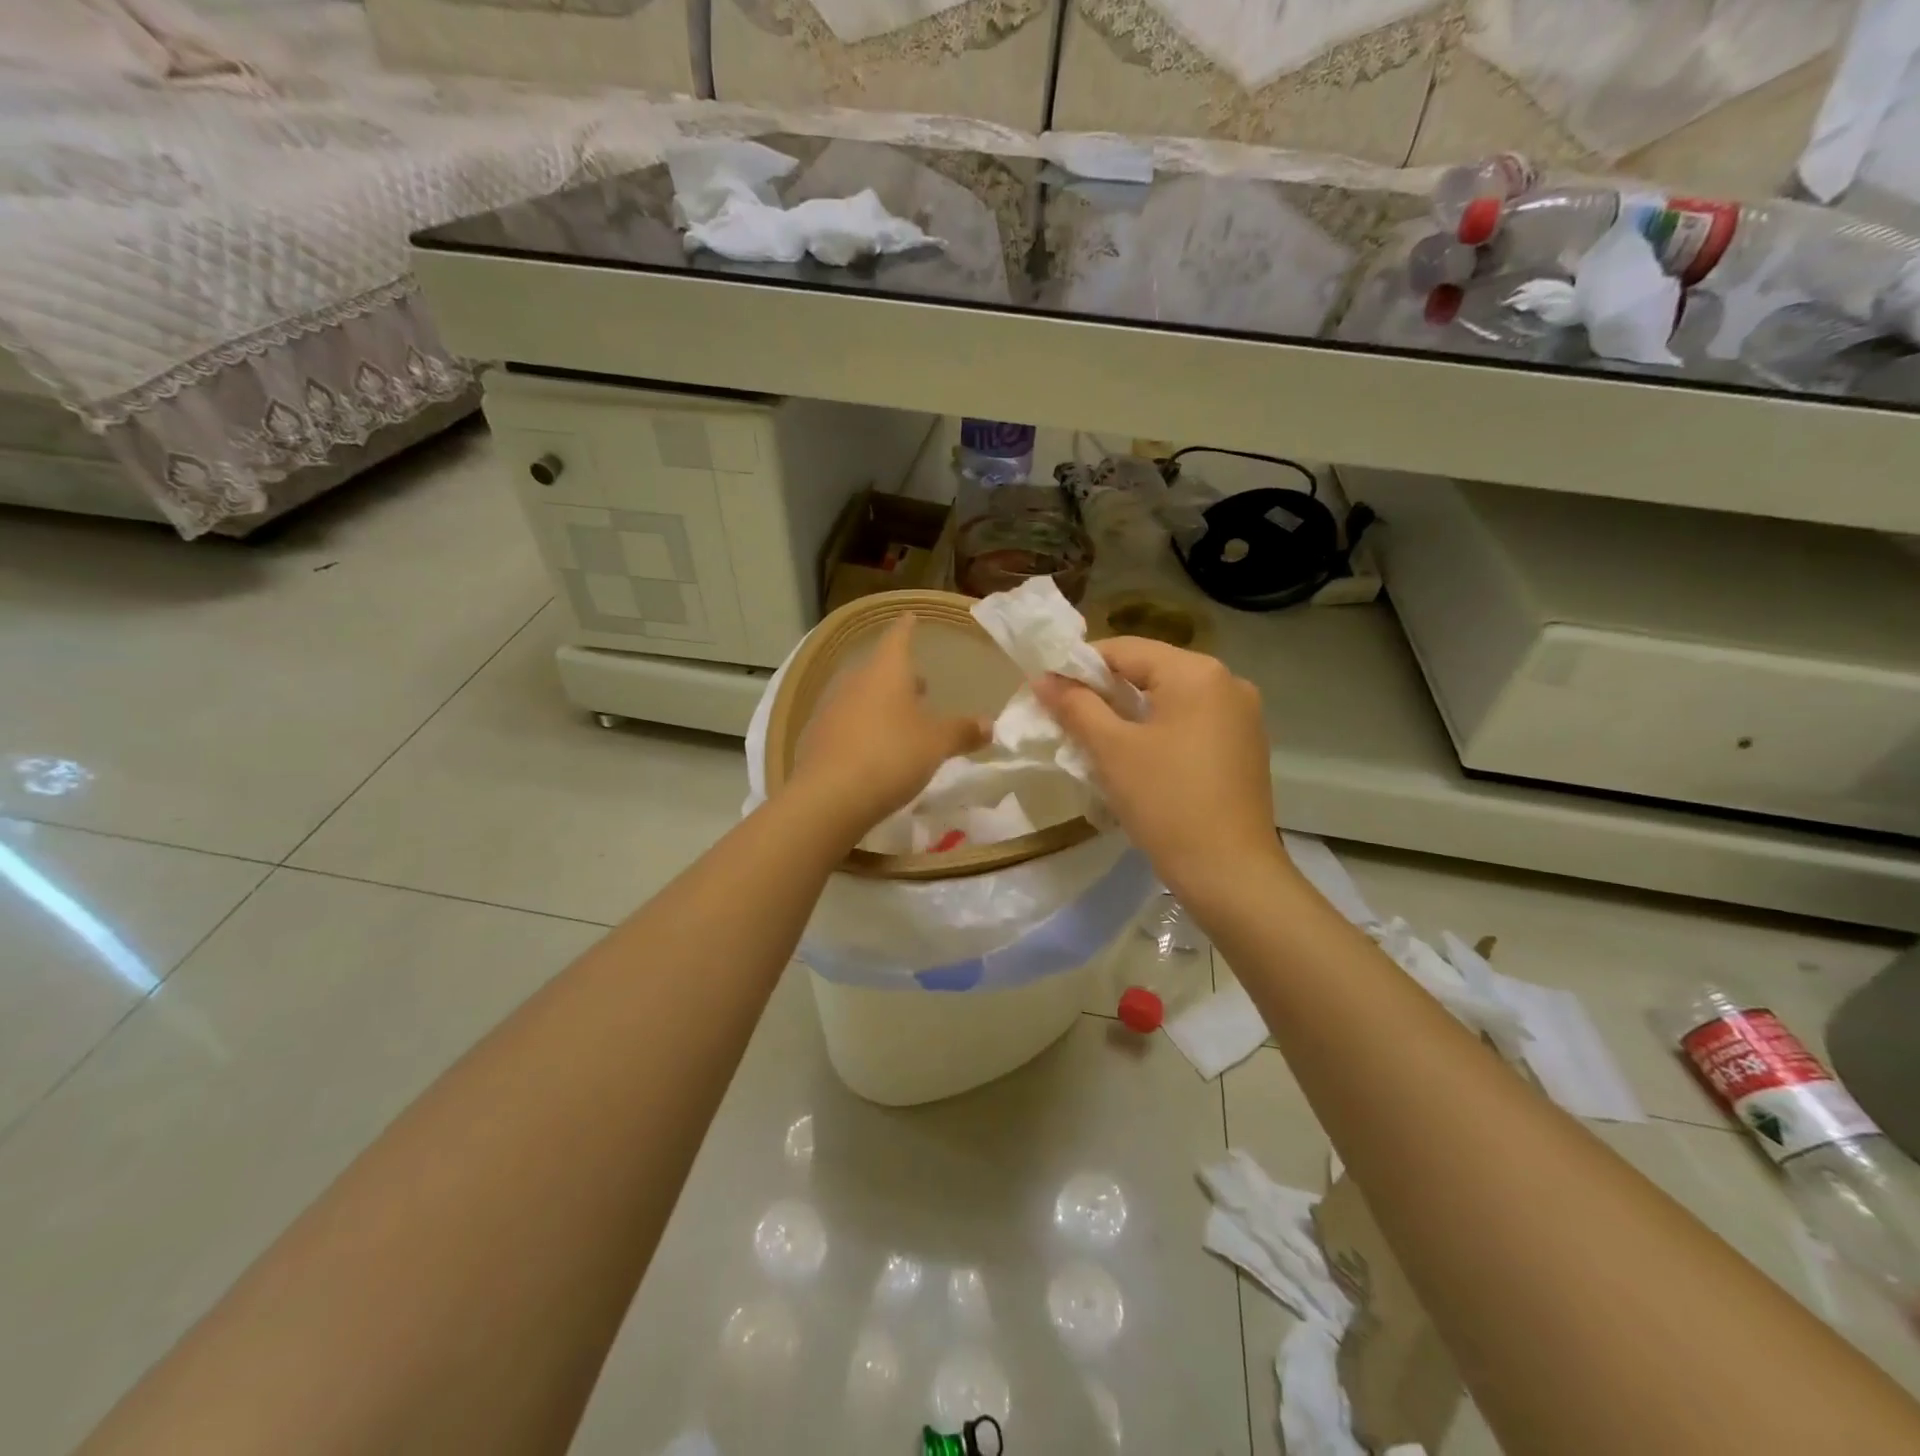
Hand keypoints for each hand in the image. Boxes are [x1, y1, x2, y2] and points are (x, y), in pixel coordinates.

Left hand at [786, 614, 988, 841]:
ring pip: (861, 695)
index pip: (898, 637)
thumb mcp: (936, 745)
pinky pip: (846, 721)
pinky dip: (863, 726)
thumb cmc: (890, 756)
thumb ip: (963, 732)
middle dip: (898, 674)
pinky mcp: (816, 736)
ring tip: (901, 718)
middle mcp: (854, 681)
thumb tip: (990, 724)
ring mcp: (830, 708)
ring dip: (880, 702)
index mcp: (885, 671)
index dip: (907, 628)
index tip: (910, 618)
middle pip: (878, 668)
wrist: (828, 797)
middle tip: (918, 683)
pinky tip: (874, 746)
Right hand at [1034, 637, 1281, 895]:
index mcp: (1197, 672)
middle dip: (1104, 691)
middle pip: (1150, 671)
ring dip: (1129, 713)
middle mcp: (1227, 681)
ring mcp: (1241, 715)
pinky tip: (1136, 759)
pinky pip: (1190, 722)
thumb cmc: (1166, 802)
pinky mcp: (1244, 746)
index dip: (1079, 665)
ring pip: (1169, 699)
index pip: (1125, 649)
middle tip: (1066, 717)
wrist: (1230, 873)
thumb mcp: (1112, 750)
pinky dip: (1158, 731)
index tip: (1047, 690)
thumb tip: (1042, 678)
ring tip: (1094, 740)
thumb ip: (1075, 706)